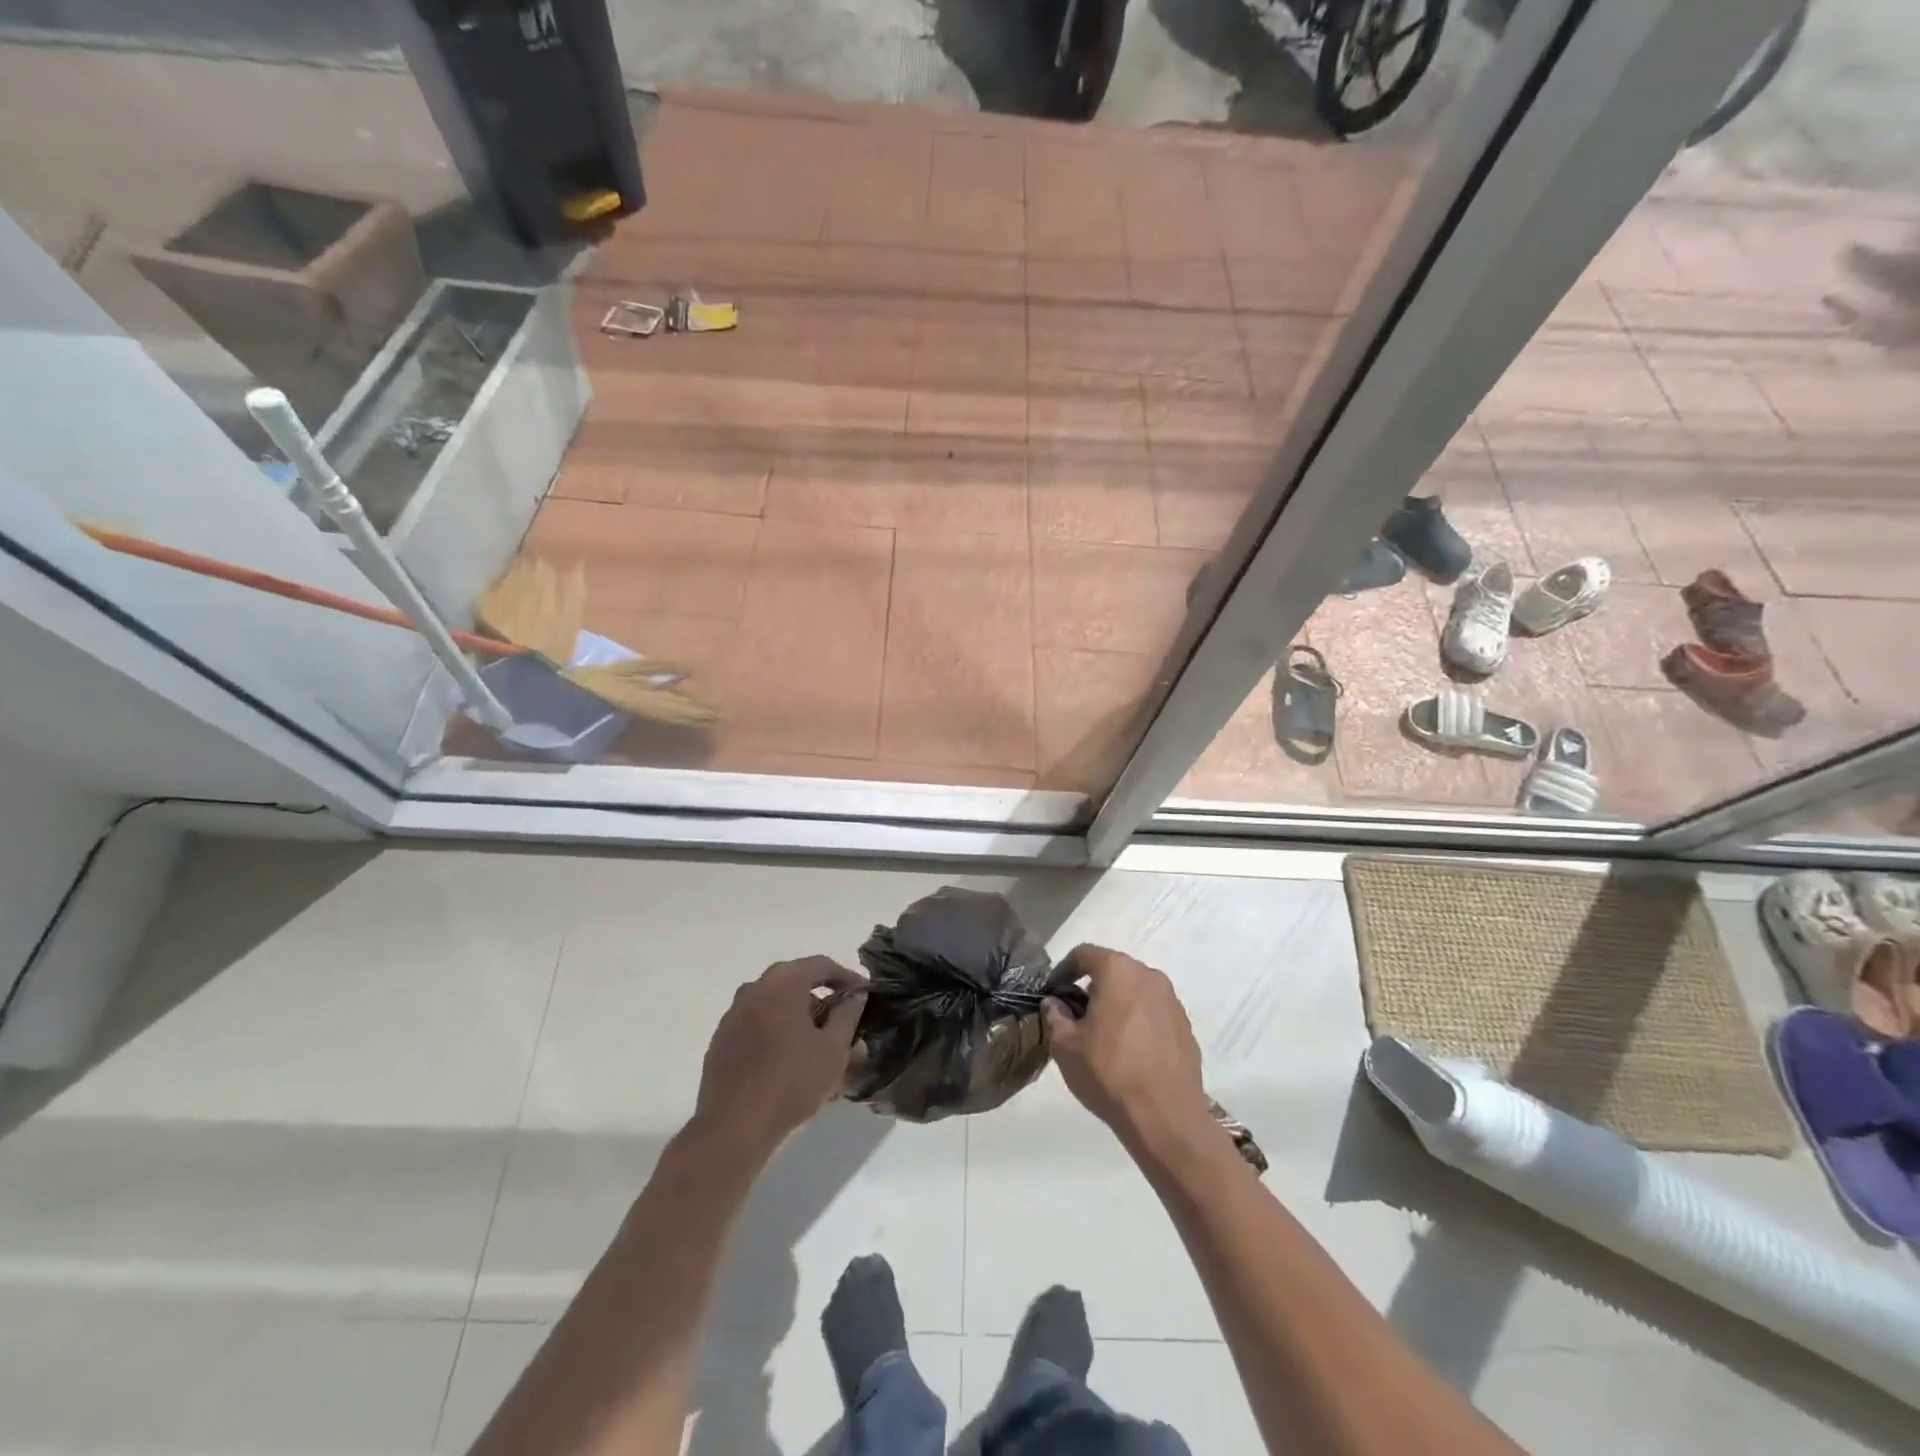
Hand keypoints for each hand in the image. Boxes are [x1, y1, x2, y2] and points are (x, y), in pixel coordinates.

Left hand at [690, 957, 866, 1162]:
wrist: (733, 1128)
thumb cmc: (791, 1082)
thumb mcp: (833, 1049)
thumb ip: (847, 1014)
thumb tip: (854, 996)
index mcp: (781, 984)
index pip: (821, 965)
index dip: (846, 977)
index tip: (863, 995)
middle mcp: (754, 990)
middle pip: (796, 982)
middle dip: (822, 999)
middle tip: (842, 1022)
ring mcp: (733, 1015)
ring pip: (776, 1005)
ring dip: (800, 1018)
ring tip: (819, 1048)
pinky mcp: (722, 1041)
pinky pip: (758, 1025)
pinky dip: (778, 1033)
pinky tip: (790, 1062)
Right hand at [1043, 946, 1212, 1153]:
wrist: (1166, 1118)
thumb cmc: (1109, 1072)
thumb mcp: (1065, 1045)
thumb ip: (1055, 1016)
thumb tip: (1055, 1004)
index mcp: (1119, 971)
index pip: (1084, 954)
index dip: (1064, 970)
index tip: (1053, 993)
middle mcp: (1149, 976)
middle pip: (1113, 970)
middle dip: (1092, 987)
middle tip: (1076, 1016)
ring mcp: (1172, 1001)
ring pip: (1135, 991)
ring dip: (1117, 1004)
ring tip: (1103, 1036)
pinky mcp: (1186, 1027)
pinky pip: (1154, 1014)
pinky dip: (1139, 1022)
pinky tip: (1130, 1052)